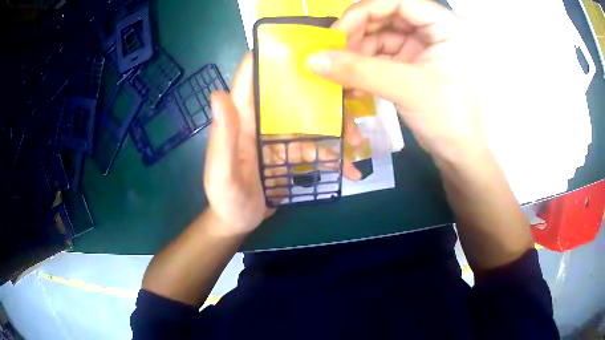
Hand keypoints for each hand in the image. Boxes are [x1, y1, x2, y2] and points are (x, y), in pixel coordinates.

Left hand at [204, 53, 362, 235]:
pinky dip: (334, 157)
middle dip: (322, 96)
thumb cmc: (226, 199)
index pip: (253, 74)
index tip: (306, 48)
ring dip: (336, 130)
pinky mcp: (290, 152)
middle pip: (293, 94)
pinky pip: (316, 148)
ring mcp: (278, 135)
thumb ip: (221, 137)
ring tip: (358, 144)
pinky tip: (350, 170)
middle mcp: (261, 119)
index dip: (273, 55)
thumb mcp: (221, 174)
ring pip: (311, 121)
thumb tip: (218, 94)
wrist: (238, 222)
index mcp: (242, 117)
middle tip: (349, 104)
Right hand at [307, 0, 485, 161]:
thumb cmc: (448, 119)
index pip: (398, 1)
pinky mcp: (415, 62)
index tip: (338, 33)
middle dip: (358, 32)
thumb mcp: (406, 88)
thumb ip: (359, 70)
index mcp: (446, 25)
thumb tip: (311, 59)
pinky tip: (353, 79)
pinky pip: (384, 53)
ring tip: (340, 71)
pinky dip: (366, 64)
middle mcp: (435, 29)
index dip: (365, 11)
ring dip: (358, 51)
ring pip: (382, 34)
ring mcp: (424, 45)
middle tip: (333, 53)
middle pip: (387, 15)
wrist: (459, 155)